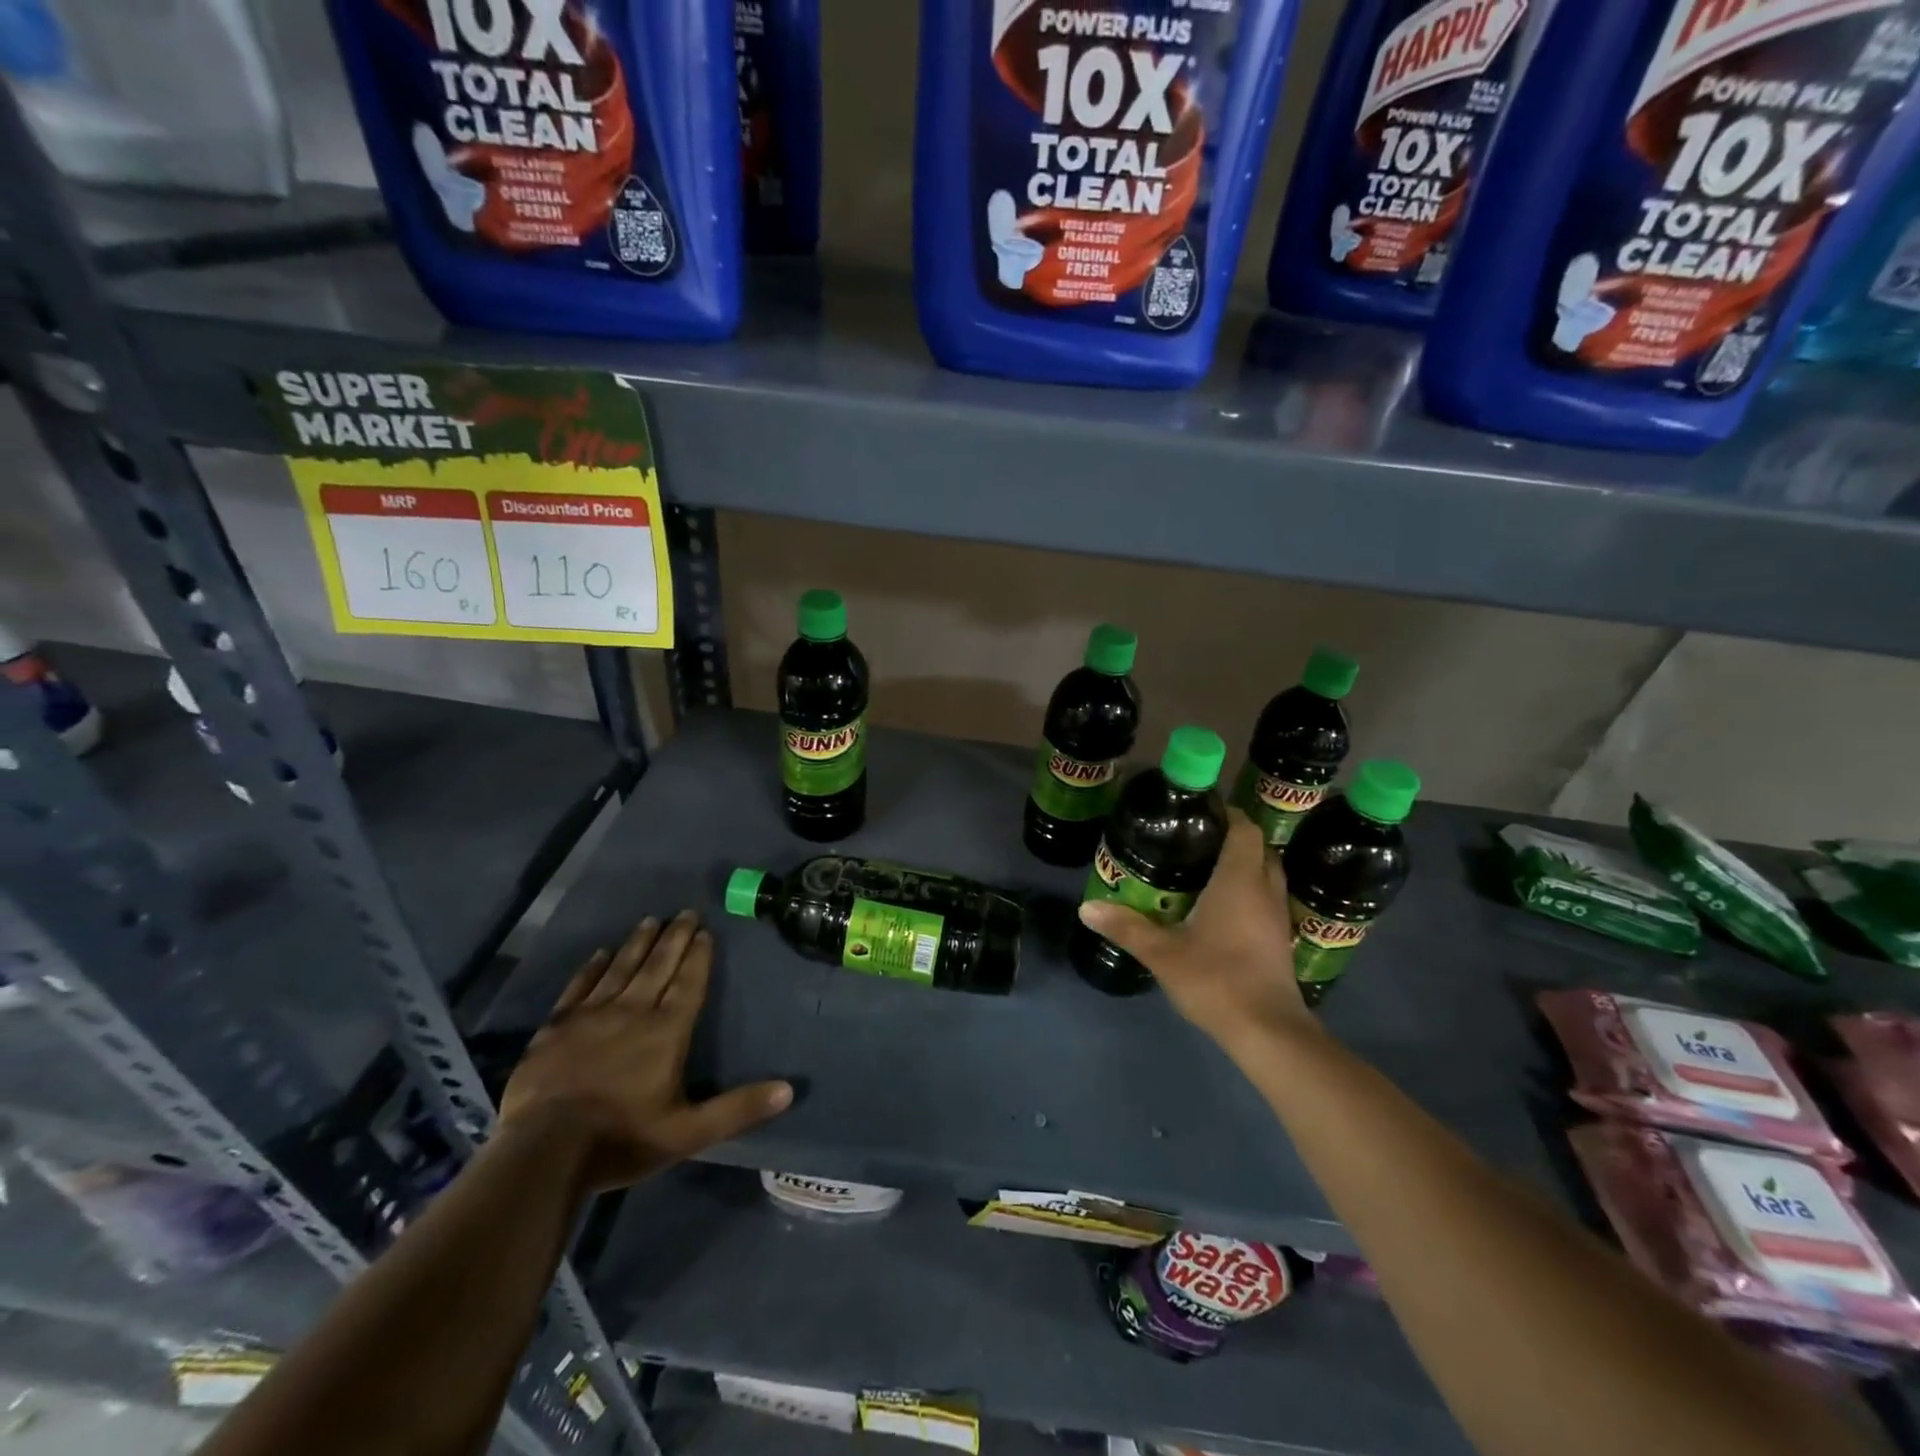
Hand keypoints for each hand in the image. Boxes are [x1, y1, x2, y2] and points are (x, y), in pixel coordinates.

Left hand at [500, 911, 792, 1191]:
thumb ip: (738, 1109)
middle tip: (686, 912)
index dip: (699, 957)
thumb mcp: (689, 1133)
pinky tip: (599, 953)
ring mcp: (591, 1016)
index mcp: (666, 1032)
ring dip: (638, 943)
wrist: (543, 1152)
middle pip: (658, 966)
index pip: (688, 984)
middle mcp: (632, 1012)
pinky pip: (579, 986)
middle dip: (675, 938)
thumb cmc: (621, 1140)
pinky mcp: (556, 1027)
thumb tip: (789, 1090)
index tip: (706, 931)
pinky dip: (591, 968)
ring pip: (621, 968)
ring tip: (650, 920)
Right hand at [1078, 810, 1315, 1056]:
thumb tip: (1086, 908)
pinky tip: (1221, 909)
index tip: (1196, 813)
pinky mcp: (1280, 939)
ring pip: (1266, 874)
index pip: (1244, 828)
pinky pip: (1267, 899)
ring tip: (1204, 871)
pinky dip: (1249, 893)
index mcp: (1239, 880)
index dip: (1224, 814)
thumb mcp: (1162, 953)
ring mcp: (1277, 916)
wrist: (1268, 1032)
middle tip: (1194, 842)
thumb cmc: (1216, 979)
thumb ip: (1126, 927)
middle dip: (1231, 839)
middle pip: (1258, 848)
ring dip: (1243, 866)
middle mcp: (1264, 889)